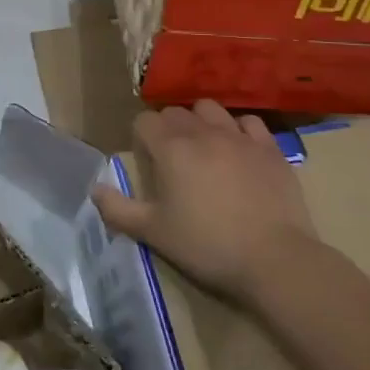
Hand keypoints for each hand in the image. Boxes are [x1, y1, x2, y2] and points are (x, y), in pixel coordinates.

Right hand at [92, 100, 317, 299]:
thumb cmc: (207, 245)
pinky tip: (239, 150)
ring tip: (203, 147)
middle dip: (167, 127)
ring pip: (210, 109)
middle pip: (175, 112)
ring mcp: (239, 137)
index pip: (143, 120)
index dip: (140, 136)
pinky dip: (239, 130)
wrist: (275, 259)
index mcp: (170, 148)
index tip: (146, 159)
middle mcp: (202, 132)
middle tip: (171, 158)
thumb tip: (94, 190)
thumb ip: (118, 209)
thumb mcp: (153, 233)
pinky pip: (249, 122)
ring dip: (201, 121)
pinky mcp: (270, 149)